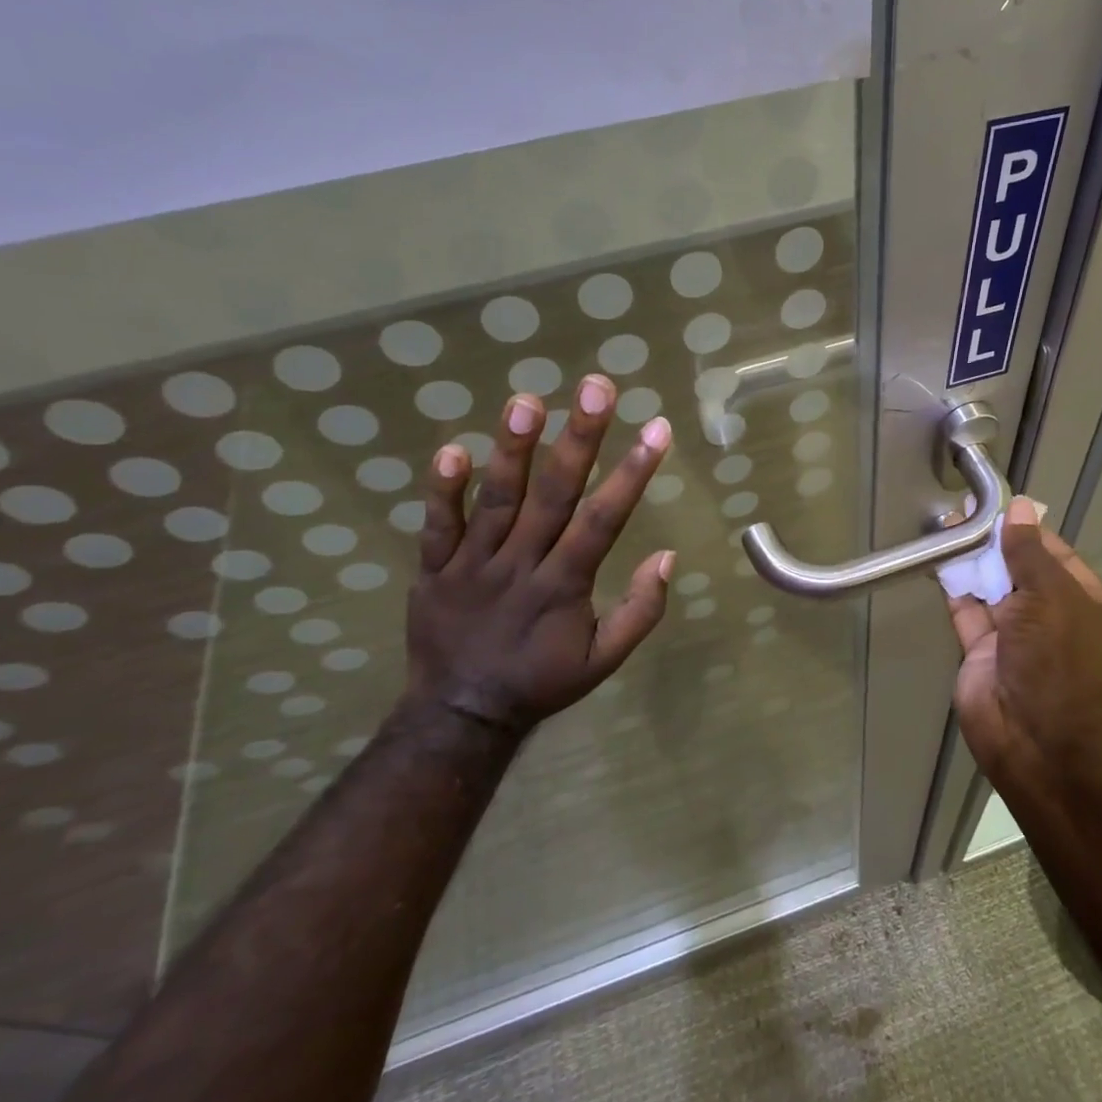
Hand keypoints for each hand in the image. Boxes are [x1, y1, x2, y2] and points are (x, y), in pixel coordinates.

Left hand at [404, 373, 674, 737]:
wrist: (460, 714)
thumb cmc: (541, 681)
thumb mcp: (603, 660)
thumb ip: (640, 611)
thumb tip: (667, 557)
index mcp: (564, 586)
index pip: (604, 520)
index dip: (633, 473)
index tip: (657, 429)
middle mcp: (521, 564)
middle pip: (553, 495)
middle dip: (579, 439)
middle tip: (596, 387)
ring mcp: (472, 564)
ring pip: (496, 500)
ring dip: (513, 449)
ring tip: (526, 399)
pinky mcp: (434, 569)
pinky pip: (437, 526)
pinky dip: (442, 490)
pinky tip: (453, 449)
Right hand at [945, 496, 1101, 778]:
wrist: (1039, 742)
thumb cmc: (1062, 661)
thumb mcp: (1053, 597)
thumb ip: (1029, 553)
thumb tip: (1020, 507)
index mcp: (1089, 607)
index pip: (1058, 558)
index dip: (1029, 531)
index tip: (1001, 506)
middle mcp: (1053, 621)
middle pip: (1022, 572)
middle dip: (996, 543)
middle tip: (965, 509)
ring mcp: (1016, 641)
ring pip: (991, 591)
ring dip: (972, 561)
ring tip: (947, 524)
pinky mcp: (982, 656)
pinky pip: (967, 614)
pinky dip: (954, 588)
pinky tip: (939, 558)